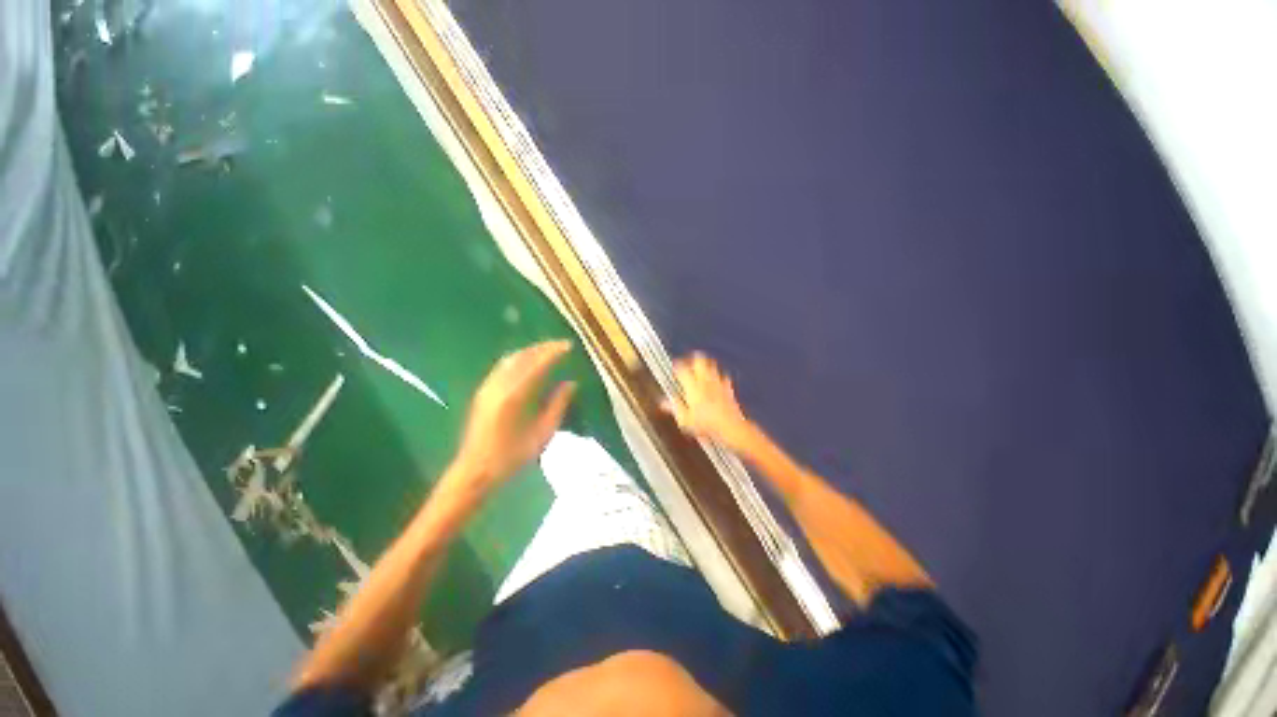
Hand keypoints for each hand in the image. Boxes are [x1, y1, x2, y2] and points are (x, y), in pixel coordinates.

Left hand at [448, 340, 576, 501]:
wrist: (475, 470)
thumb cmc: (512, 456)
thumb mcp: (543, 433)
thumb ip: (558, 405)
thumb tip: (571, 383)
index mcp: (515, 395)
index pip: (538, 363)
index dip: (554, 352)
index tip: (569, 345)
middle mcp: (499, 385)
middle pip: (523, 356)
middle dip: (543, 347)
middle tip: (561, 345)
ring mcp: (488, 386)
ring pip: (511, 358)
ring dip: (531, 351)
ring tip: (548, 351)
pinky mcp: (483, 391)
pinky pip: (503, 366)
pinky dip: (519, 359)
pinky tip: (528, 364)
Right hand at [663, 353, 754, 451]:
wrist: (730, 427)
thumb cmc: (706, 424)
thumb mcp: (685, 419)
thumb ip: (674, 407)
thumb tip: (663, 402)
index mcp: (692, 386)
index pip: (682, 369)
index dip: (677, 365)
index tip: (674, 366)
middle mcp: (705, 380)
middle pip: (699, 360)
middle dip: (693, 358)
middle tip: (688, 361)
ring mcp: (718, 383)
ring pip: (712, 365)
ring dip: (706, 364)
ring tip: (701, 367)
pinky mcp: (728, 389)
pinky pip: (724, 377)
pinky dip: (719, 376)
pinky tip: (718, 381)